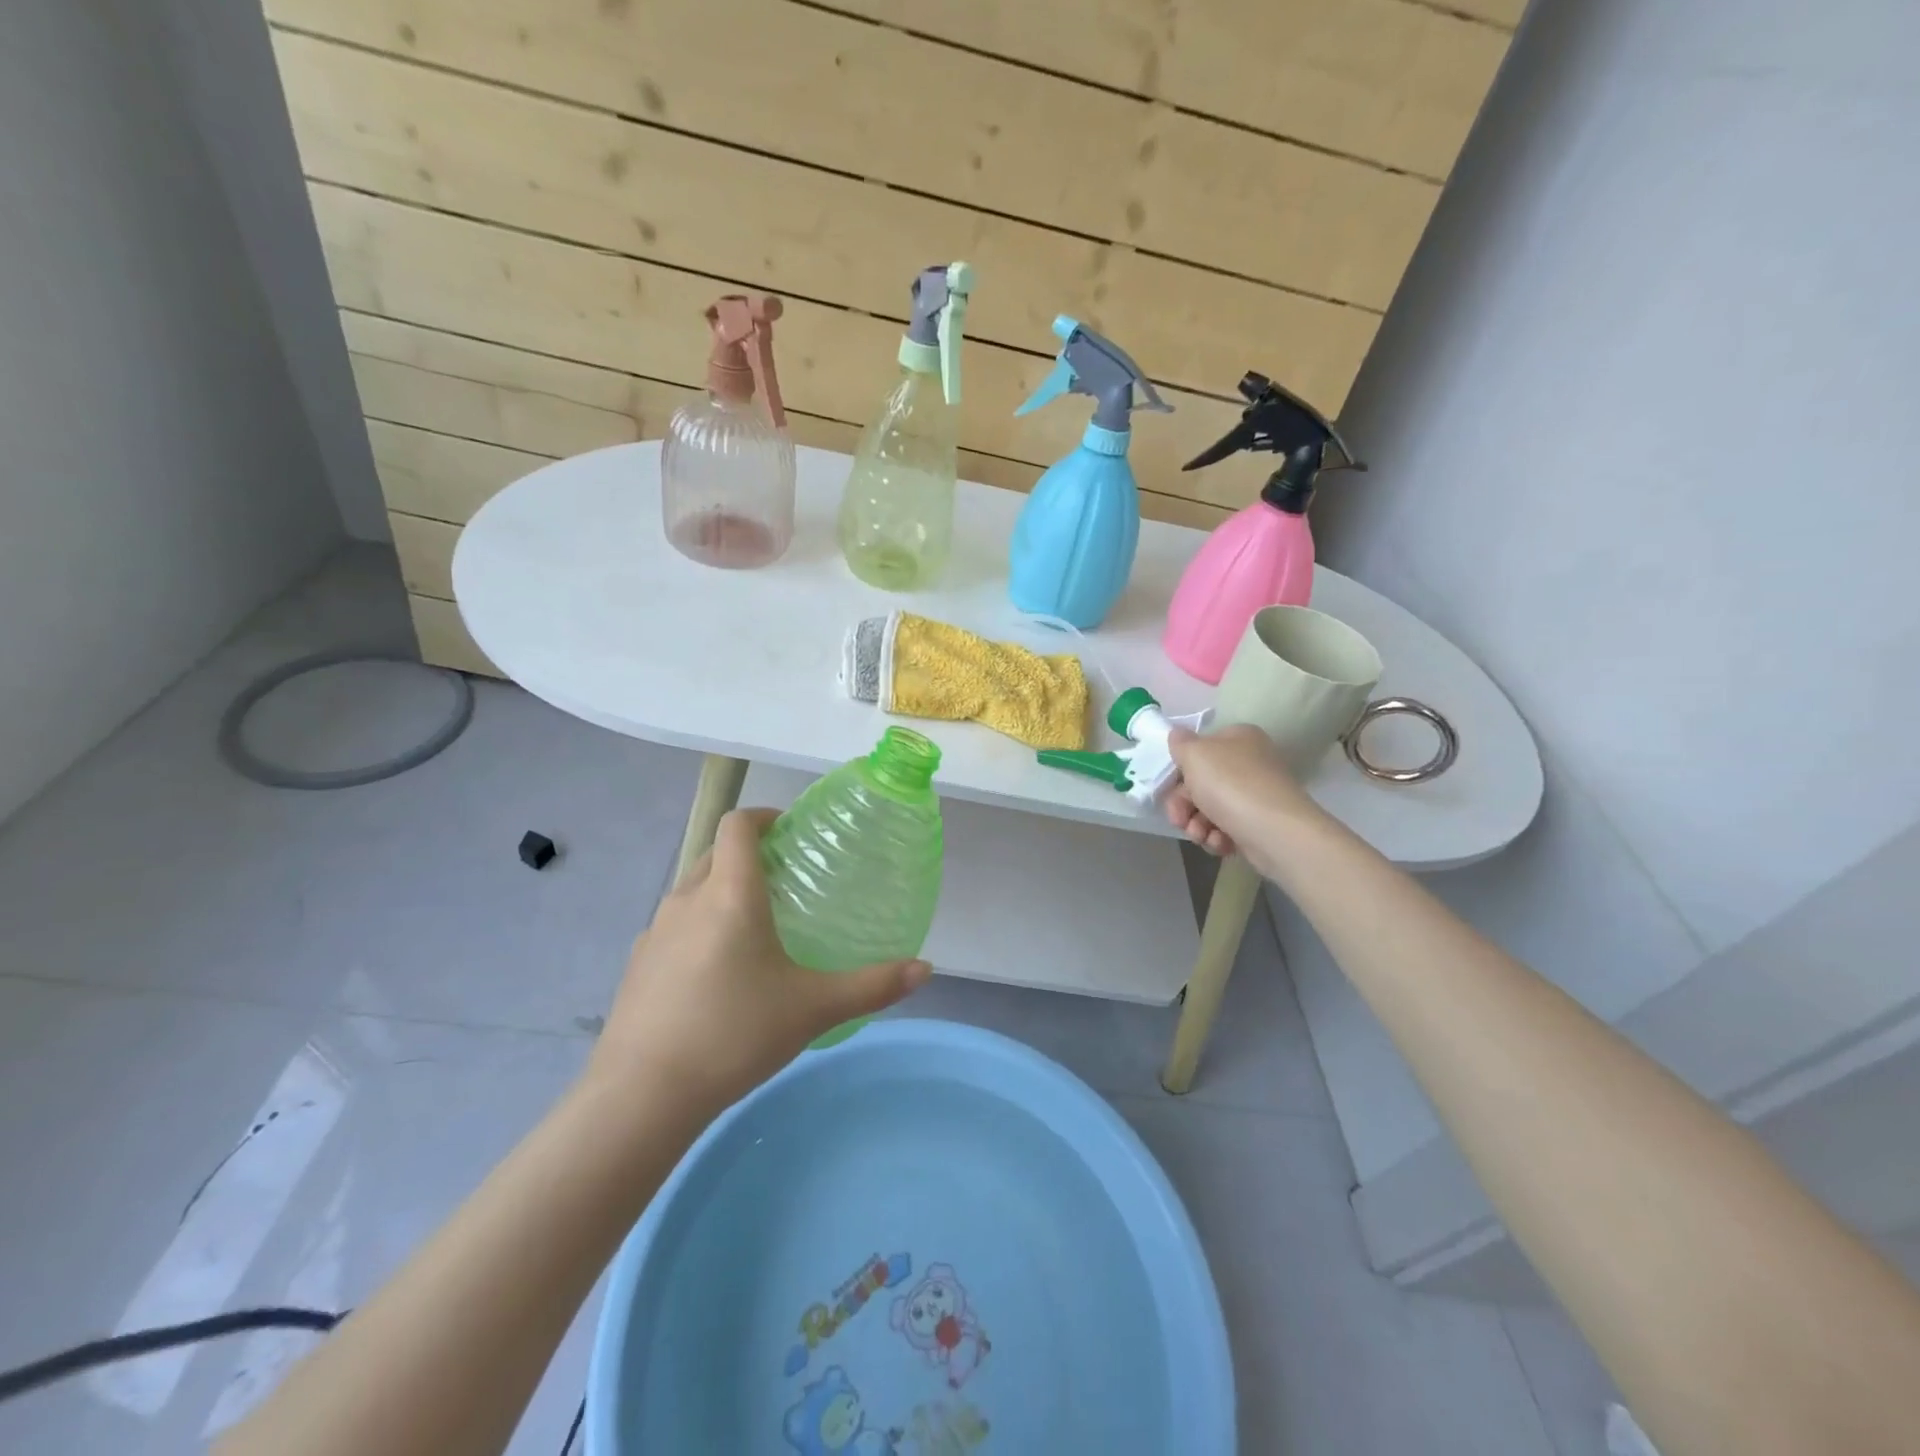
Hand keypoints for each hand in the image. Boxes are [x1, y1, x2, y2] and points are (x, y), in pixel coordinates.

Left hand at [587, 809, 931, 1115]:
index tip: (790, 831)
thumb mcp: (814, 1009)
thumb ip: (872, 986)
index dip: (762, 815)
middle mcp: (688, 899)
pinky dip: (698, 926)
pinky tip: (717, 973)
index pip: (737, 824)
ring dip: (722, 889)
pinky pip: (674, 925)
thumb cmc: (734, 1034)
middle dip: (748, 853)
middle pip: (716, 852)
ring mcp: (655, 930)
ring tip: (755, 926)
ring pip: (693, 888)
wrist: (642, 1095)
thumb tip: (926, 969)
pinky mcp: (637, 962)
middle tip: (786, 879)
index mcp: (730, 894)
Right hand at [1163, 724, 1320, 874]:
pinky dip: (1218, 837)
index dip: (1180, 770)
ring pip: (1211, 809)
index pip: (1200, 749)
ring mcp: (1256, 795)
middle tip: (1179, 820)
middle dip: (1184, 805)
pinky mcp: (1259, 824)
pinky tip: (1220, 843)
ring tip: (1201, 835)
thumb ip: (1180, 743)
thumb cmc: (1230, 785)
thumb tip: (1177, 735)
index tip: (1169, 788)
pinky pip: (1228, 828)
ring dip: (1197, 825)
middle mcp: (1250, 763)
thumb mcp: (1195, 754)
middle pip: (1201, 783)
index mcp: (1238, 738)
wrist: (1276, 832)